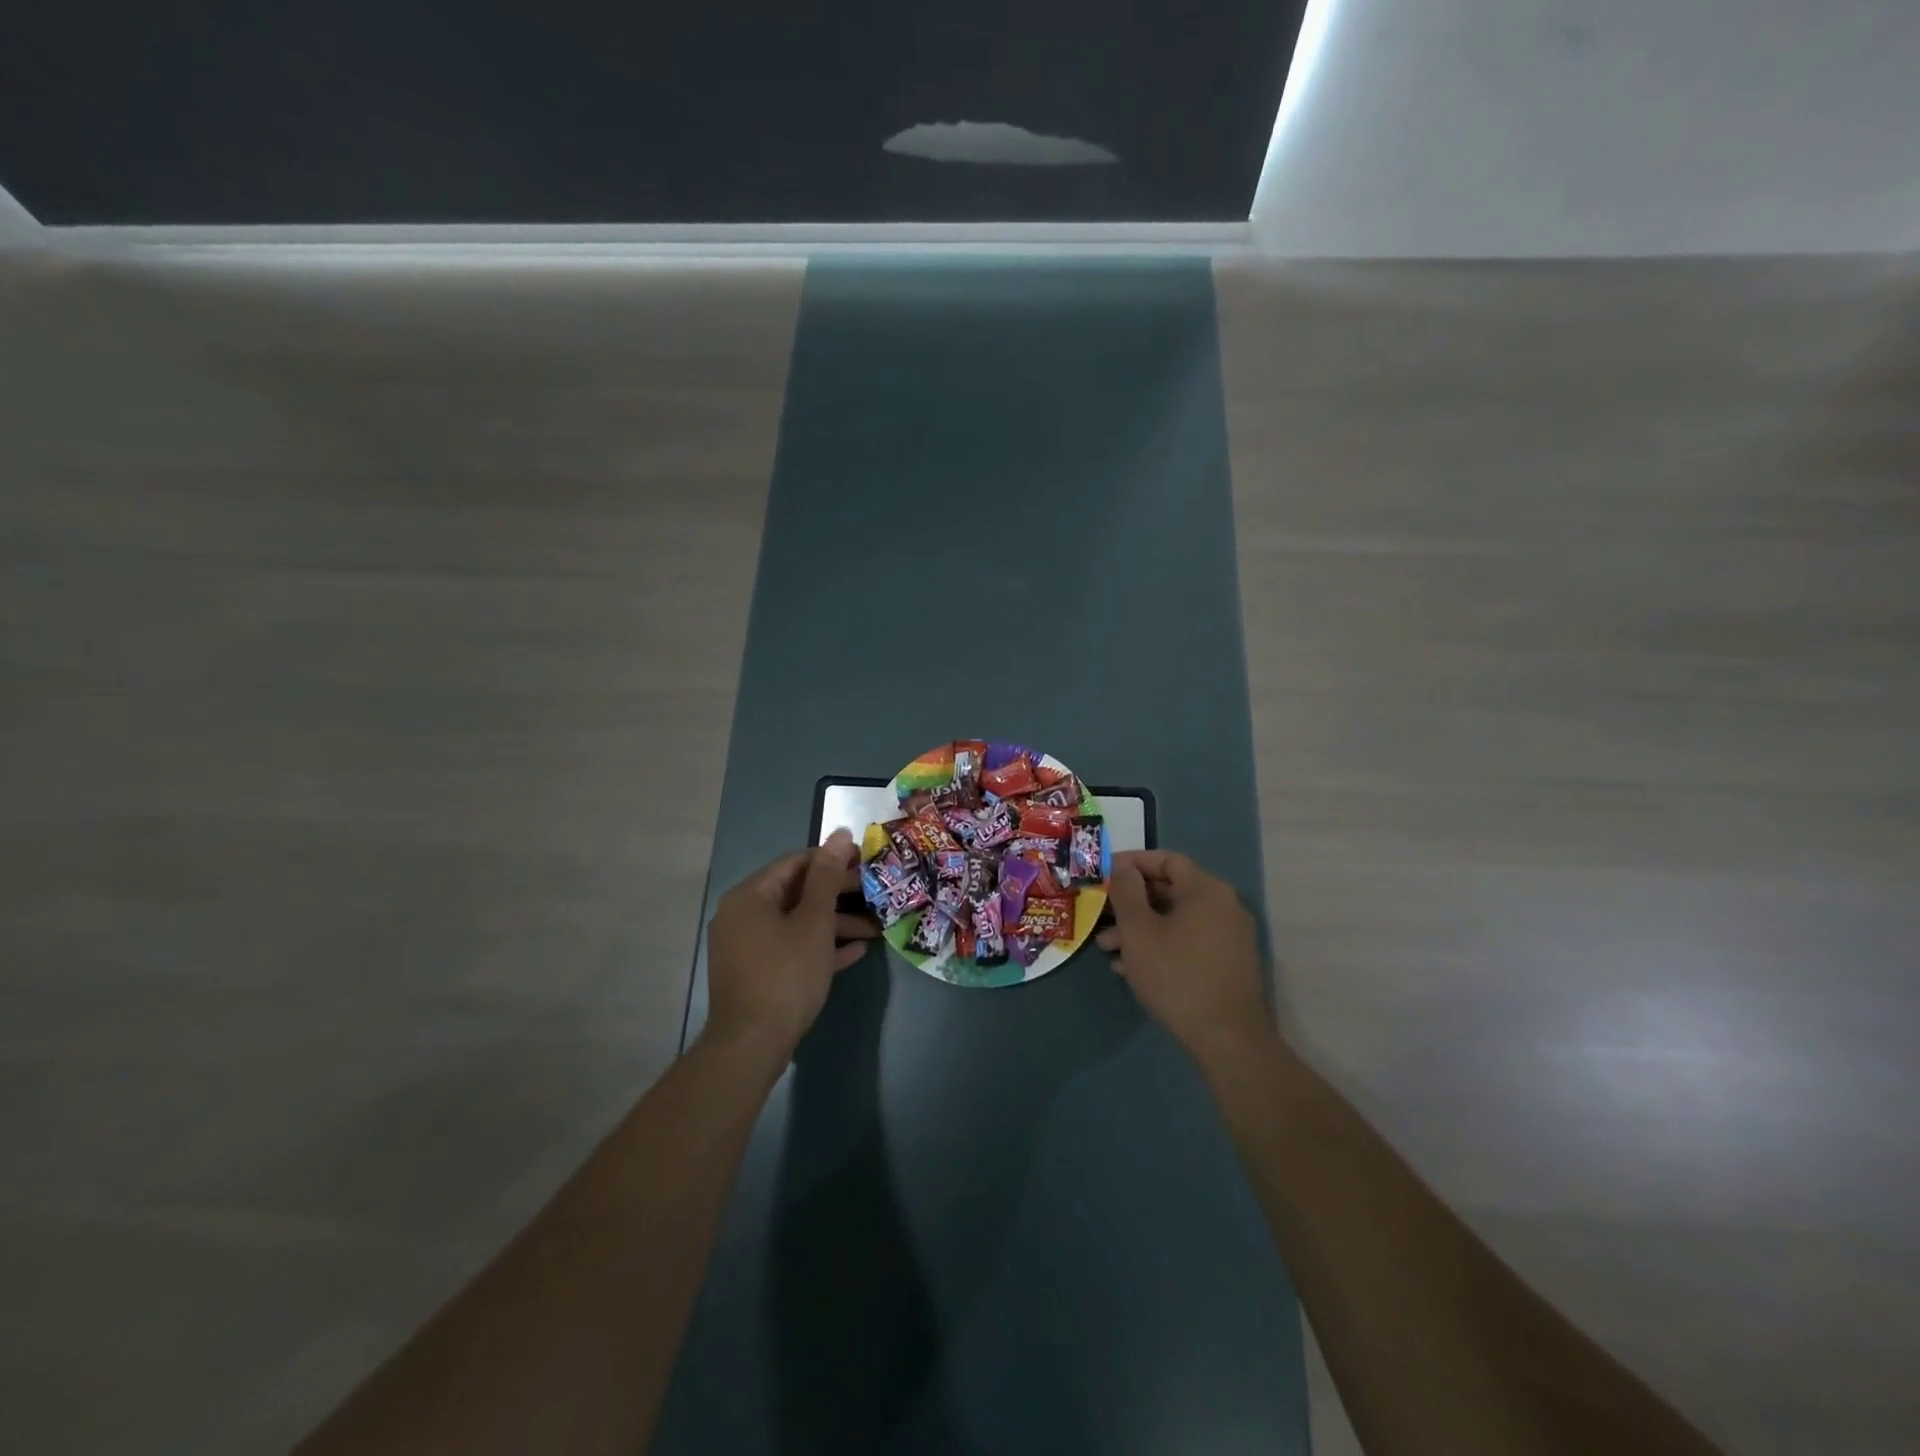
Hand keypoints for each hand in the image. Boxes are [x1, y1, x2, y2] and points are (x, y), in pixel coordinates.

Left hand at [704, 829, 878, 1058]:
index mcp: (750, 896)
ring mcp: (747, 946)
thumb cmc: (785, 975)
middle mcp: (743, 916)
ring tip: (875, 930)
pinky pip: (791, 948)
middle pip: (797, 893)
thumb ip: (827, 877)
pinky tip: (854, 952)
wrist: (752, 1046)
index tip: (866, 863)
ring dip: (835, 924)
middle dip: (838, 895)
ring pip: (797, 923)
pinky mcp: (756, 973)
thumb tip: (840, 834)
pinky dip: (819, 947)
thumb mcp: (814, 922)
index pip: (795, 862)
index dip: (832, 859)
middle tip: (875, 894)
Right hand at [1096, 850, 1271, 1057]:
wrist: (1227, 1040)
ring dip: (1140, 929)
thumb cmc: (1176, 976)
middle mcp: (1224, 906)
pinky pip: (1188, 941)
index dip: (1132, 863)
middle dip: (1131, 903)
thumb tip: (1123, 867)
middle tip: (1100, 915)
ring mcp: (1230, 937)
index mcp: (1206, 890)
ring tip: (1107, 949)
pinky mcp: (1228, 964)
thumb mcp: (1139, 931)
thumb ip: (1127, 892)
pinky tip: (1131, 969)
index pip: (1166, 859)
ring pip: (1176, 920)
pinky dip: (1160, 946)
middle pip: (1171, 890)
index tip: (1103, 874)